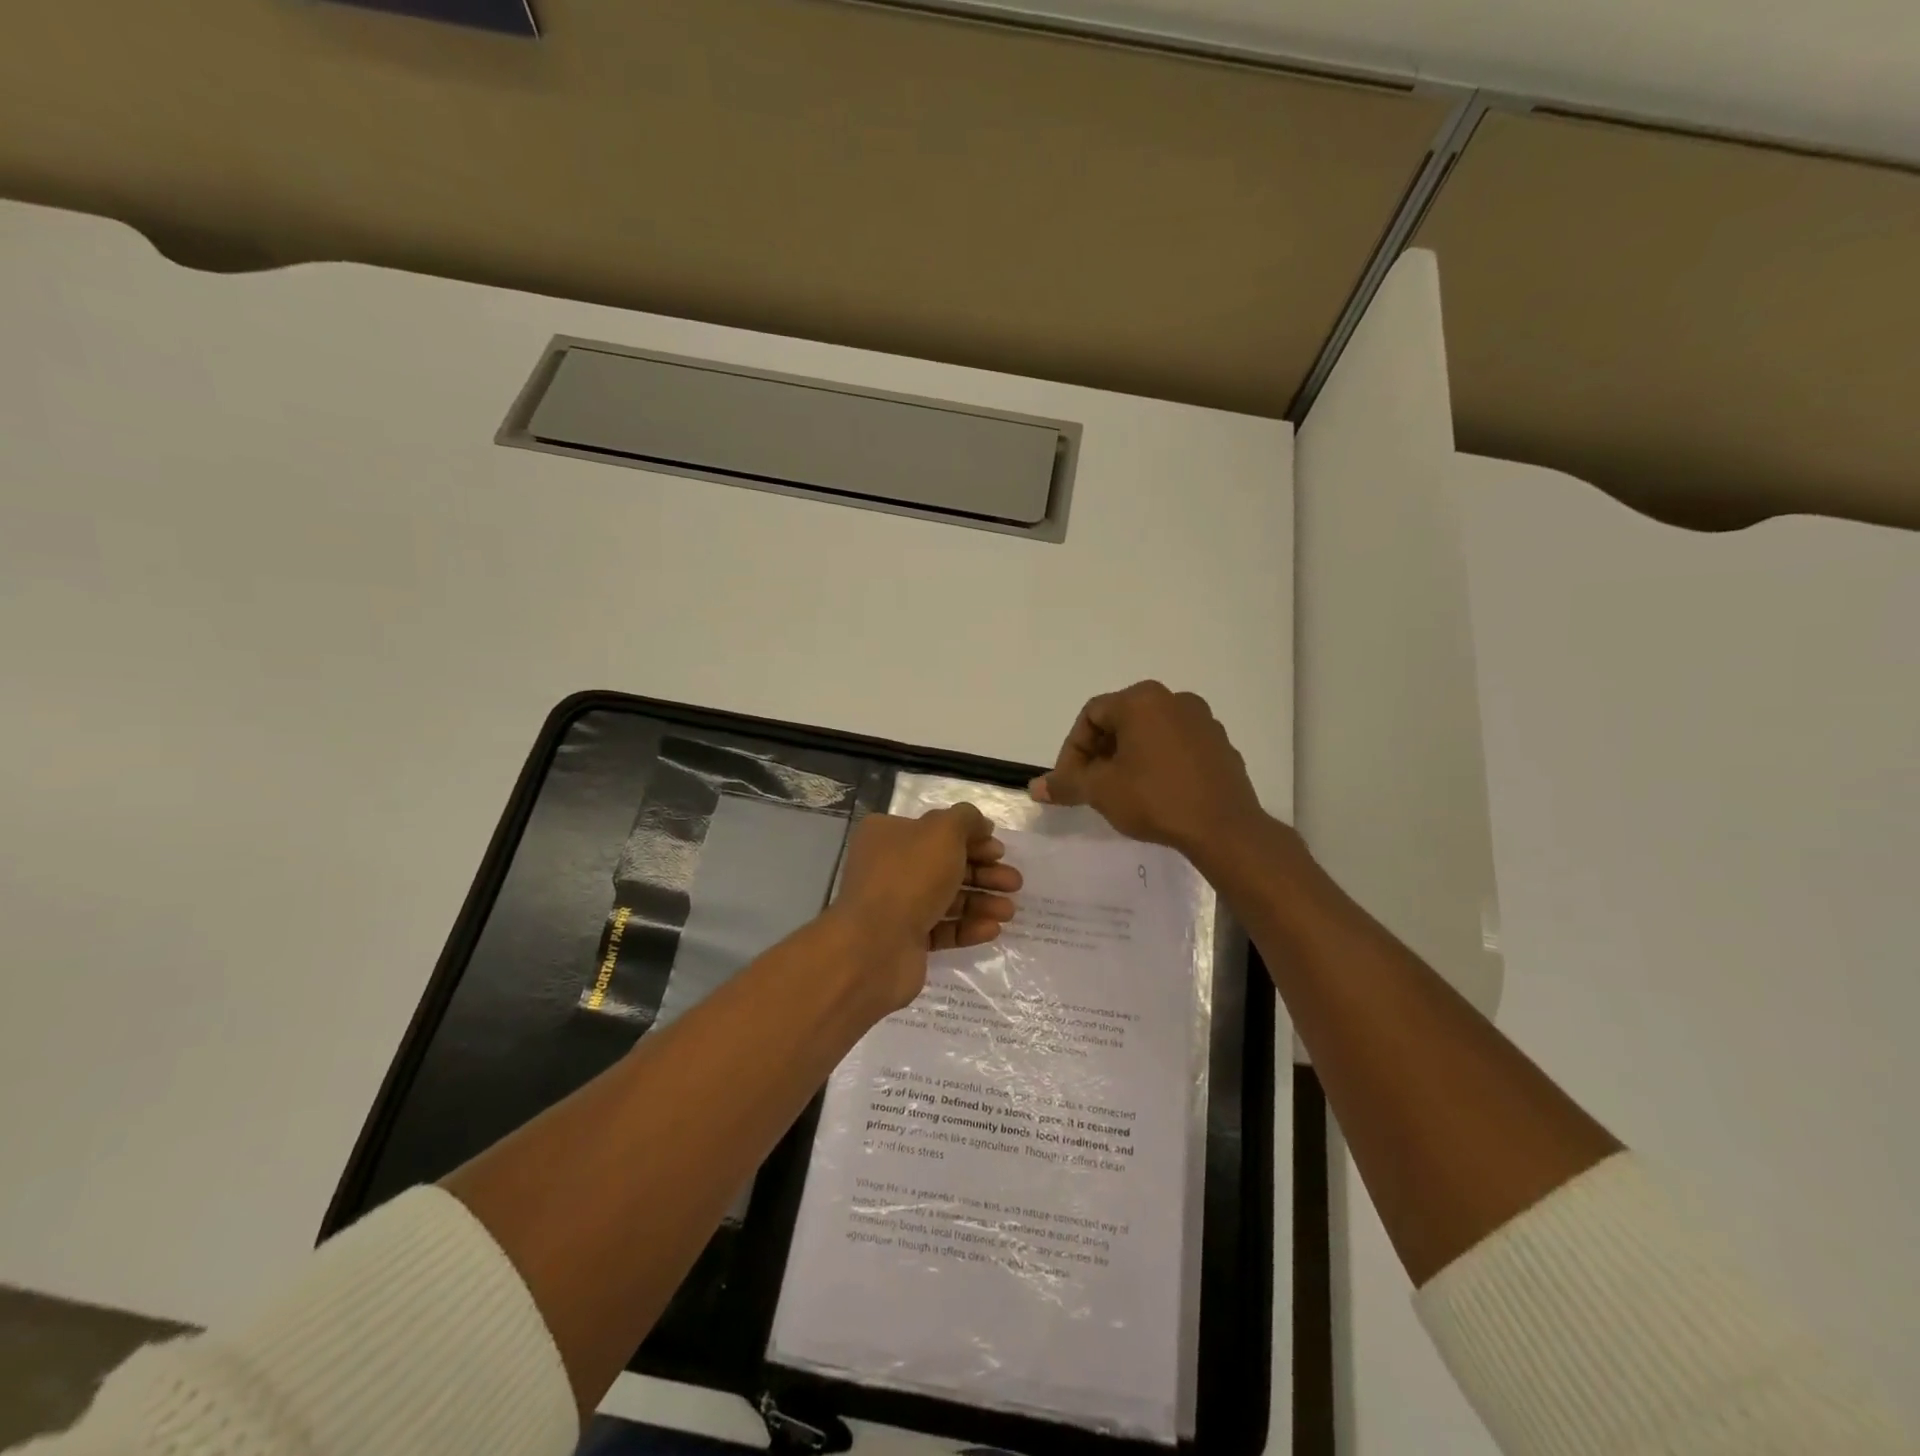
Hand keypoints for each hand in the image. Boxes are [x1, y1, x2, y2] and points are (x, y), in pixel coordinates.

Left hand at [831, 804, 1021, 1011]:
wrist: (875, 946)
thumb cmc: (910, 877)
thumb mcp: (943, 831)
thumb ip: (966, 819)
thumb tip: (980, 824)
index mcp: (888, 834)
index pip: (936, 829)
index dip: (972, 837)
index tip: (999, 850)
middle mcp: (888, 867)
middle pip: (945, 865)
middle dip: (983, 873)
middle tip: (1014, 882)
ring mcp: (895, 906)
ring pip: (946, 898)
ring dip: (981, 902)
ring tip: (1009, 911)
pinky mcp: (905, 940)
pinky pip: (942, 929)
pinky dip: (967, 928)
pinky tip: (992, 929)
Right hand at [1030, 681, 1268, 862]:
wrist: (1224, 828)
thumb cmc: (1155, 799)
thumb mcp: (1100, 791)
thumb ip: (1066, 783)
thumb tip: (1035, 787)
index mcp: (1142, 700)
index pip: (1091, 716)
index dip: (1072, 750)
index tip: (1070, 782)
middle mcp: (1174, 700)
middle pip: (1121, 721)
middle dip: (1100, 753)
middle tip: (1092, 786)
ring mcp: (1203, 721)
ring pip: (1150, 733)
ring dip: (1129, 758)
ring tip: (1122, 792)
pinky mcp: (1220, 745)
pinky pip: (1178, 747)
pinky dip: (1159, 763)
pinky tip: (1157, 793)